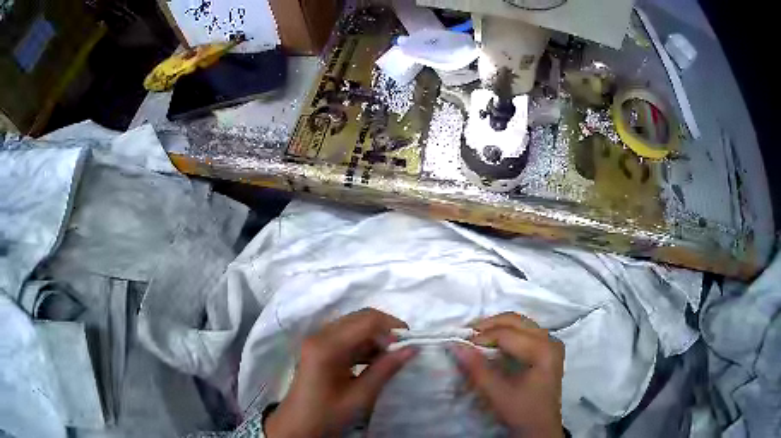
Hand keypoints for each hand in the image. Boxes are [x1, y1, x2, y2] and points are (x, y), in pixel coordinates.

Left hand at [265, 308, 416, 436]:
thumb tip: (412, 348)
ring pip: (354, 326)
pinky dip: (364, 345)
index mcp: (328, 346)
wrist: (297, 426)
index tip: (411, 342)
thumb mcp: (360, 396)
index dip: (392, 327)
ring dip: (376, 337)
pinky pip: (346, 337)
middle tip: (404, 348)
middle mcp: (321, 335)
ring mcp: (318, 340)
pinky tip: (376, 361)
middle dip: (385, 330)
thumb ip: (386, 369)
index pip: (367, 321)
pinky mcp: (319, 348)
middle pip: (360, 319)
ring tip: (393, 357)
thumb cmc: (327, 414)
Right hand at [452, 313, 564, 437]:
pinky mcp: (548, 350)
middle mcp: (551, 341)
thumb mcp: (497, 393)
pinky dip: (508, 333)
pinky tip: (494, 342)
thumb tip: (456, 345)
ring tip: (478, 336)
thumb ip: (477, 369)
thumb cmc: (522, 412)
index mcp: (543, 350)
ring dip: (499, 327)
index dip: (483, 336)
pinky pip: (526, 331)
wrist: (541, 428)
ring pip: (522, 324)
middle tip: (468, 332)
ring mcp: (552, 344)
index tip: (462, 344)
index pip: (508, 334)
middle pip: (518, 321)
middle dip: (491, 324)